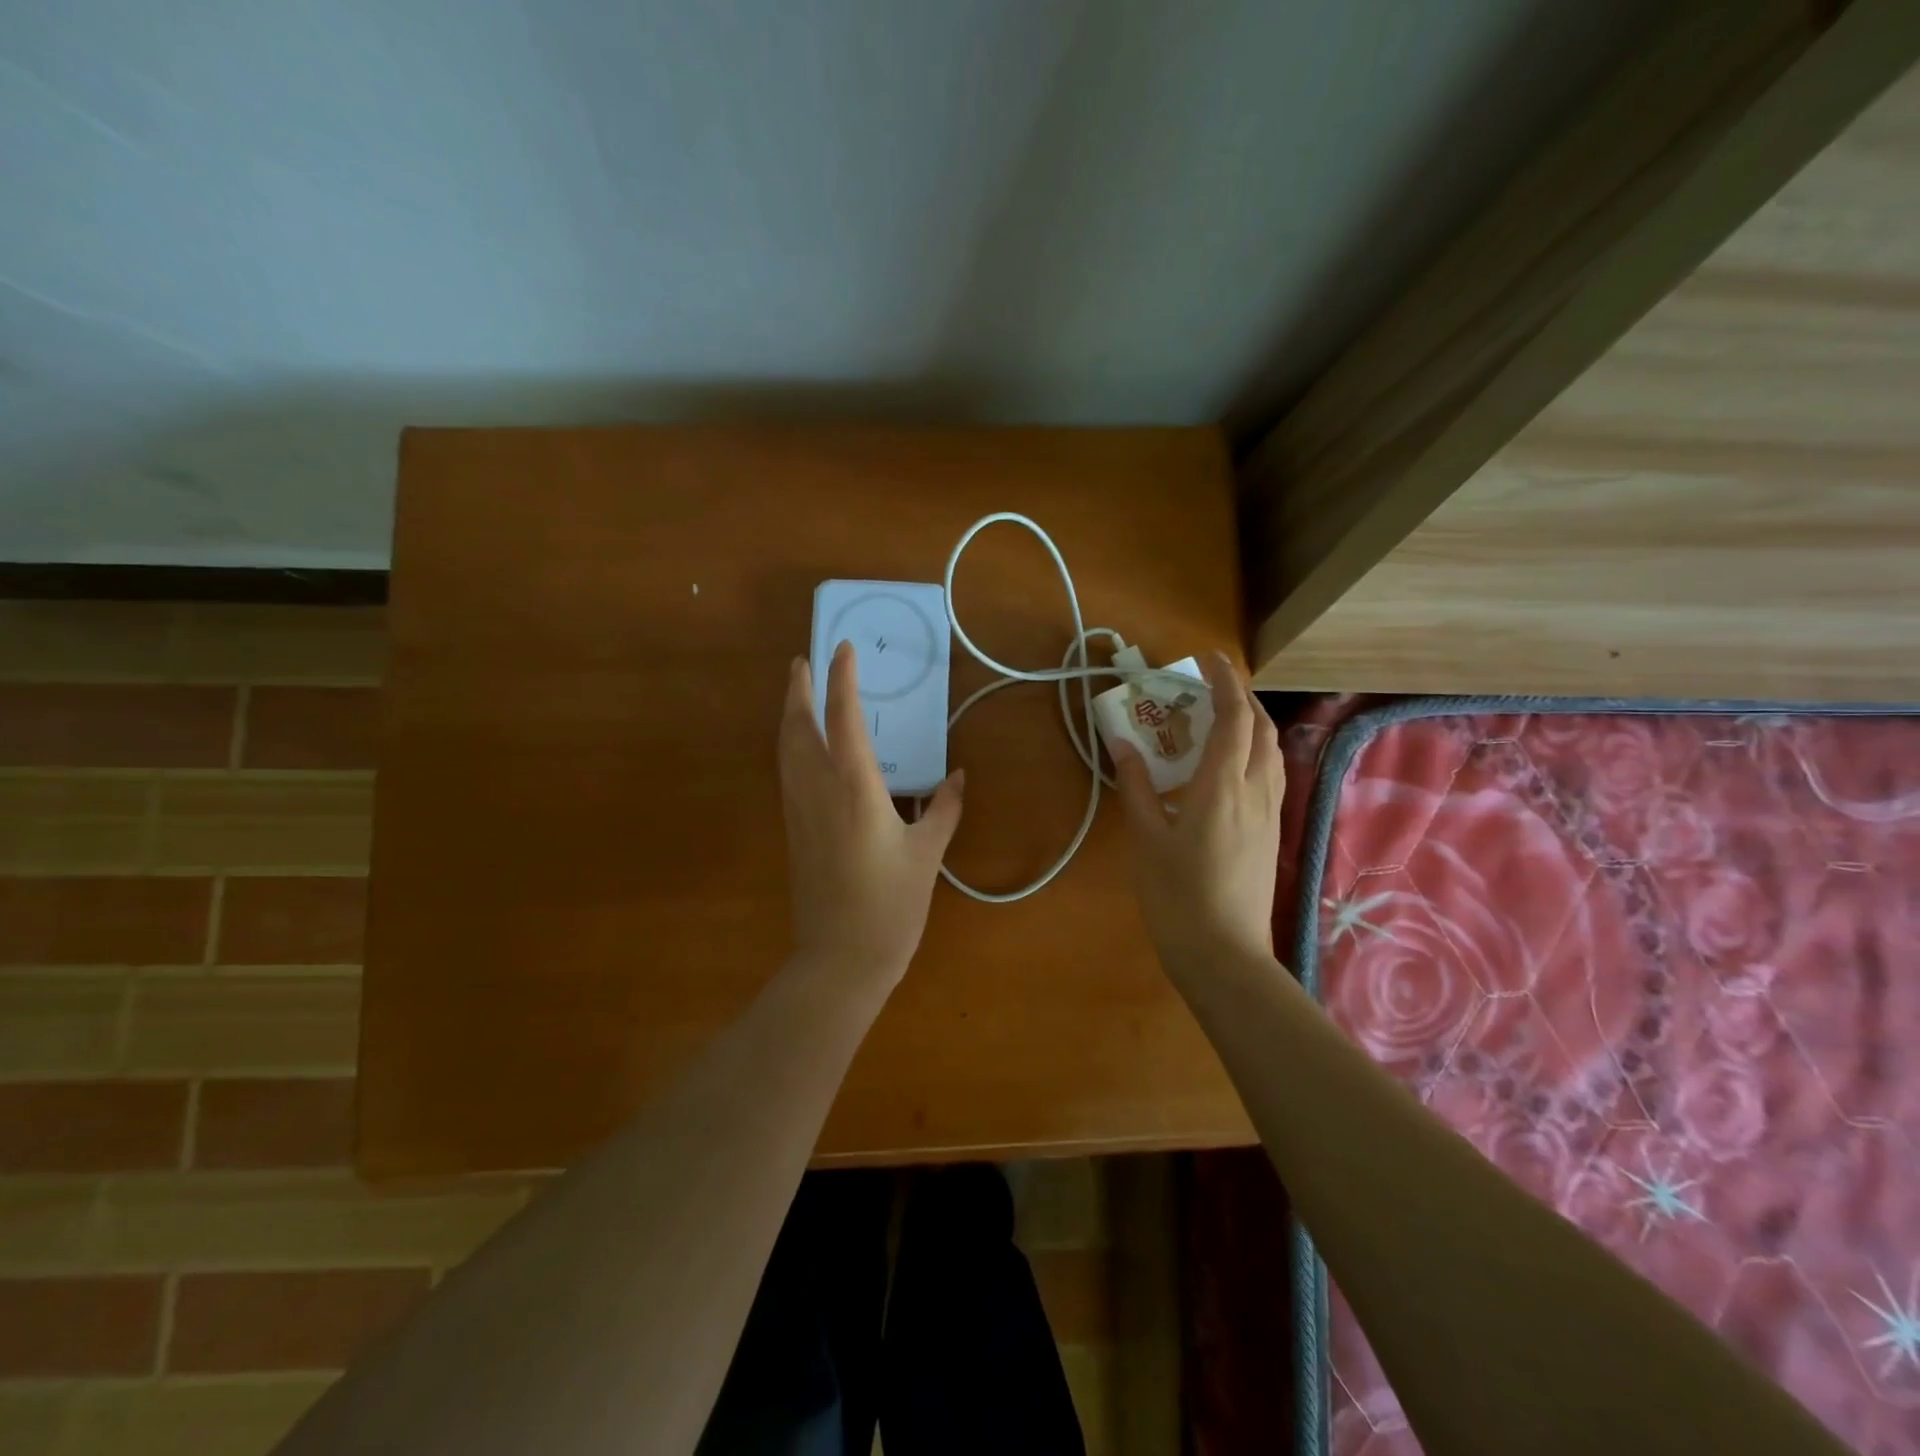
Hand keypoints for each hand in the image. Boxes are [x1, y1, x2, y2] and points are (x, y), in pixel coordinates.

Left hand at [779, 641, 964, 989]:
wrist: (840, 959)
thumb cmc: (890, 906)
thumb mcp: (927, 855)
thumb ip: (943, 809)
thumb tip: (958, 776)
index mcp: (855, 787)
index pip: (843, 716)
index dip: (841, 678)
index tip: (843, 648)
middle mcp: (819, 789)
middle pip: (799, 725)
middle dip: (798, 688)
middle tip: (802, 660)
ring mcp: (799, 810)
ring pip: (785, 748)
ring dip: (788, 713)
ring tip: (795, 690)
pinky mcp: (792, 829)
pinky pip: (786, 772)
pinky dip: (789, 744)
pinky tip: (799, 746)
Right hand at [1111, 652, 1283, 980]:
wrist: (1223, 954)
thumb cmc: (1176, 895)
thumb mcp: (1145, 838)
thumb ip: (1136, 785)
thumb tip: (1121, 742)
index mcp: (1222, 786)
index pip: (1233, 717)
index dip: (1224, 682)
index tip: (1207, 659)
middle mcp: (1255, 791)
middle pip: (1261, 728)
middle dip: (1241, 696)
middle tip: (1209, 686)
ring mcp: (1269, 813)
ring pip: (1271, 751)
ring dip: (1252, 722)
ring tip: (1220, 717)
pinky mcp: (1271, 832)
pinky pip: (1270, 774)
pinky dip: (1254, 751)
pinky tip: (1228, 765)